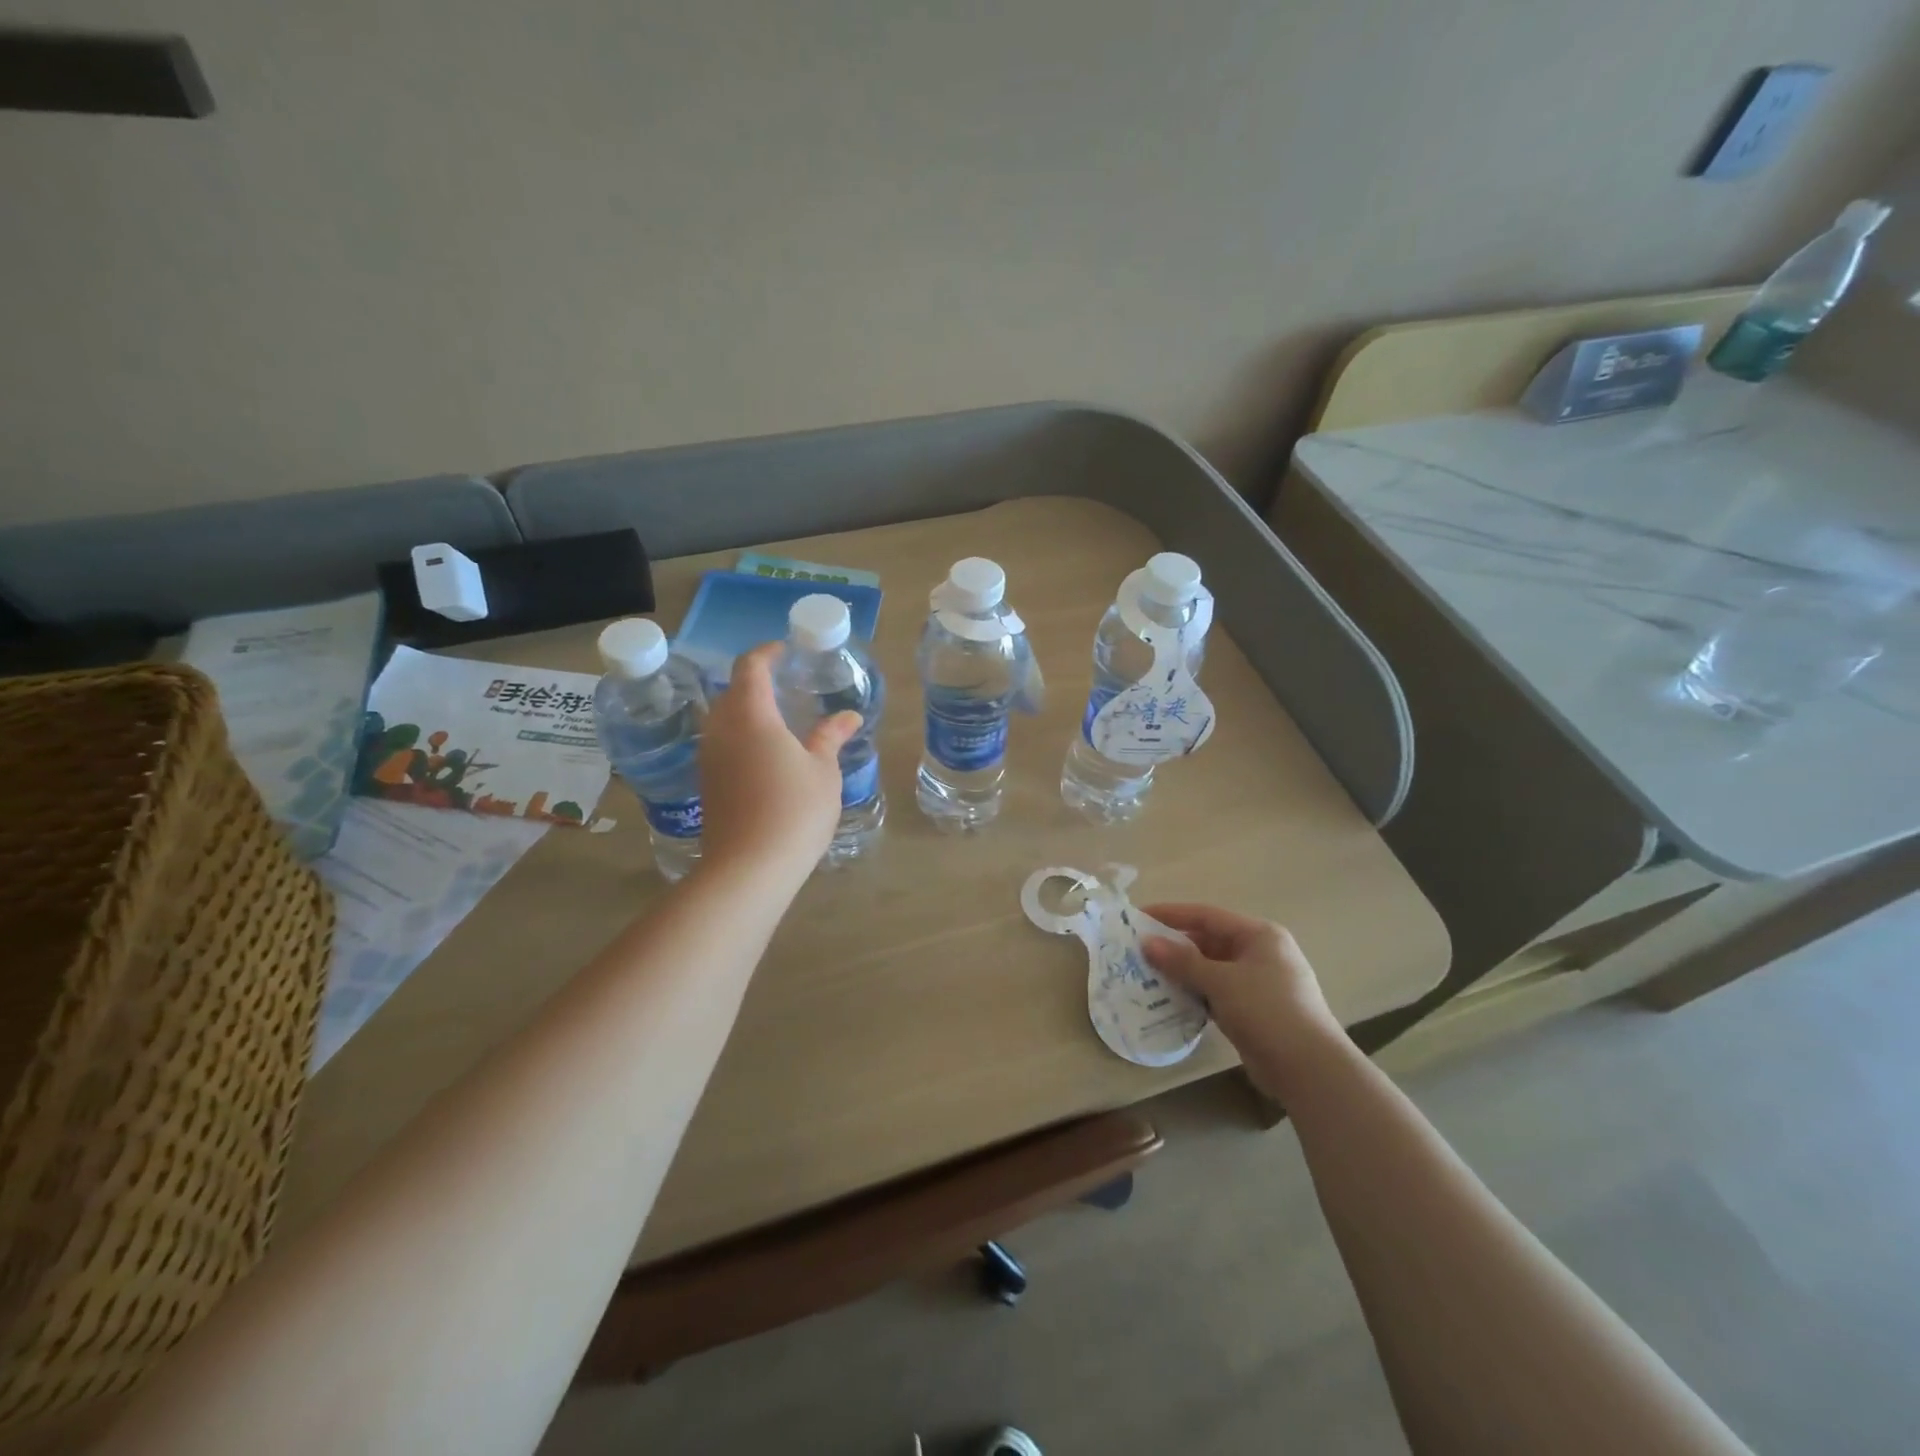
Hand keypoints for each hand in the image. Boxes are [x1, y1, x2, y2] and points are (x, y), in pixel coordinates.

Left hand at [698, 643, 860, 880]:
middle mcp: (722, 730)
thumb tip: (847, 716)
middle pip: (731, 691)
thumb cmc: (794, 811)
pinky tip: (764, 755)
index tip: (785, 650)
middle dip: (755, 681)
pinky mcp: (707, 783)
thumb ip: (830, 737)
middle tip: (785, 684)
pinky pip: (720, 744)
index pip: (750, 667)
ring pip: (722, 719)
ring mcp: (709, 758)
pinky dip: (740, 736)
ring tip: (776, 718)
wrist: (749, 868)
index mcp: (752, 716)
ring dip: (745, 710)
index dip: (767, 653)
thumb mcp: (823, 771)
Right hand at [1142, 903, 1343, 1100]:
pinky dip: (1195, 992)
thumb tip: (1146, 943)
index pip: (1206, 915)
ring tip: (1147, 975)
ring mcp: (1258, 982)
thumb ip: (1182, 961)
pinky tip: (1170, 999)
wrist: (1310, 1070)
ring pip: (1211, 968)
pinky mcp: (1254, 1009)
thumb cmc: (1267, 1011)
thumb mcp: (1221, 981)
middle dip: (1174, 946)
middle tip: (1138, 950)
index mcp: (1259, 935)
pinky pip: (1216, 991)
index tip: (1138, 917)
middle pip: (1208, 941)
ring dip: (1182, 972)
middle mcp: (1260, 952)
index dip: (1170, 914)